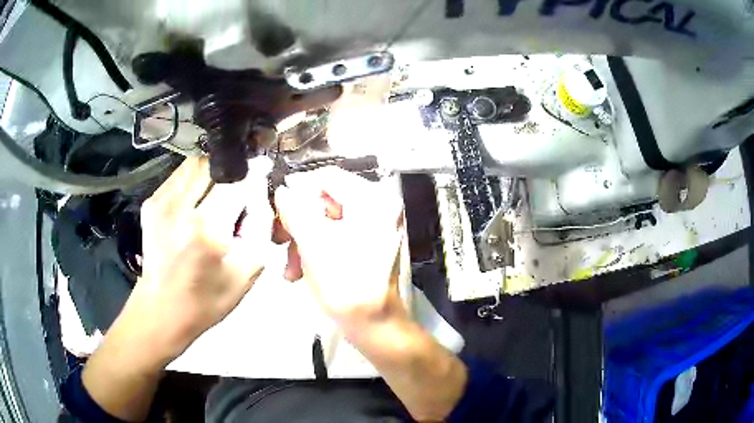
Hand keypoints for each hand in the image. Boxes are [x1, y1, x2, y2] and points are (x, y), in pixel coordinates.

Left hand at [123, 156, 273, 364]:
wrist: (162, 310)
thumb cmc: (207, 300)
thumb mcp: (246, 274)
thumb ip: (259, 227)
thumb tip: (259, 191)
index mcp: (207, 229)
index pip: (238, 183)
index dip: (254, 174)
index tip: (264, 169)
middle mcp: (181, 208)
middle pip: (215, 166)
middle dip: (233, 172)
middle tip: (239, 189)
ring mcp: (161, 202)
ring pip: (196, 164)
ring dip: (212, 172)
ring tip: (218, 192)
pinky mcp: (151, 203)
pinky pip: (179, 175)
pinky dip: (194, 179)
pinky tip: (197, 200)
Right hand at [275, 167, 466, 420]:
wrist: (374, 325)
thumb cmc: (344, 285)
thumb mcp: (313, 244)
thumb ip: (294, 210)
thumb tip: (282, 190)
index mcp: (372, 200)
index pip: (326, 177)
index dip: (297, 189)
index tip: (276, 209)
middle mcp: (377, 206)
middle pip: (325, 200)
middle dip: (297, 223)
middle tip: (278, 240)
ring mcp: (374, 226)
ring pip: (325, 221)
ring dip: (302, 240)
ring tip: (290, 267)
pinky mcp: (367, 244)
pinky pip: (334, 236)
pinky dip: (315, 250)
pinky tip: (299, 271)